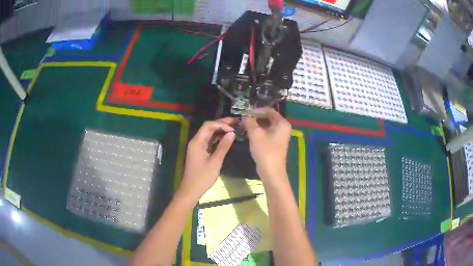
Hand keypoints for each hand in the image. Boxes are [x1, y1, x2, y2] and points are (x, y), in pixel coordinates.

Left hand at [178, 117, 236, 201]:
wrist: (191, 189)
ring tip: (233, 128)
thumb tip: (231, 133)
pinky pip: (209, 141)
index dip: (221, 124)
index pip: (208, 125)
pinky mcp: (200, 152)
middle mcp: (196, 141)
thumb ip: (223, 146)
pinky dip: (217, 138)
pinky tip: (226, 138)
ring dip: (220, 130)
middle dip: (221, 124)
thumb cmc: (203, 177)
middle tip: (236, 122)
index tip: (233, 129)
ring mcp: (197, 146)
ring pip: (209, 133)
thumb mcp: (215, 162)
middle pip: (208, 127)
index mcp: (197, 142)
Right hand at [243, 107, 291, 179]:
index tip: (244, 114)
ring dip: (255, 125)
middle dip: (255, 118)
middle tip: (243, 120)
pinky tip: (249, 134)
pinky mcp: (276, 142)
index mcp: (282, 123)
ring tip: (244, 127)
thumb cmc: (265, 151)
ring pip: (266, 125)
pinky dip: (258, 132)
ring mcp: (280, 135)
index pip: (268, 110)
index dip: (256, 110)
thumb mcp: (255, 134)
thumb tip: (244, 115)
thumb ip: (249, 121)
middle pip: (268, 117)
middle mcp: (283, 127)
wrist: (271, 172)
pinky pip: (267, 132)